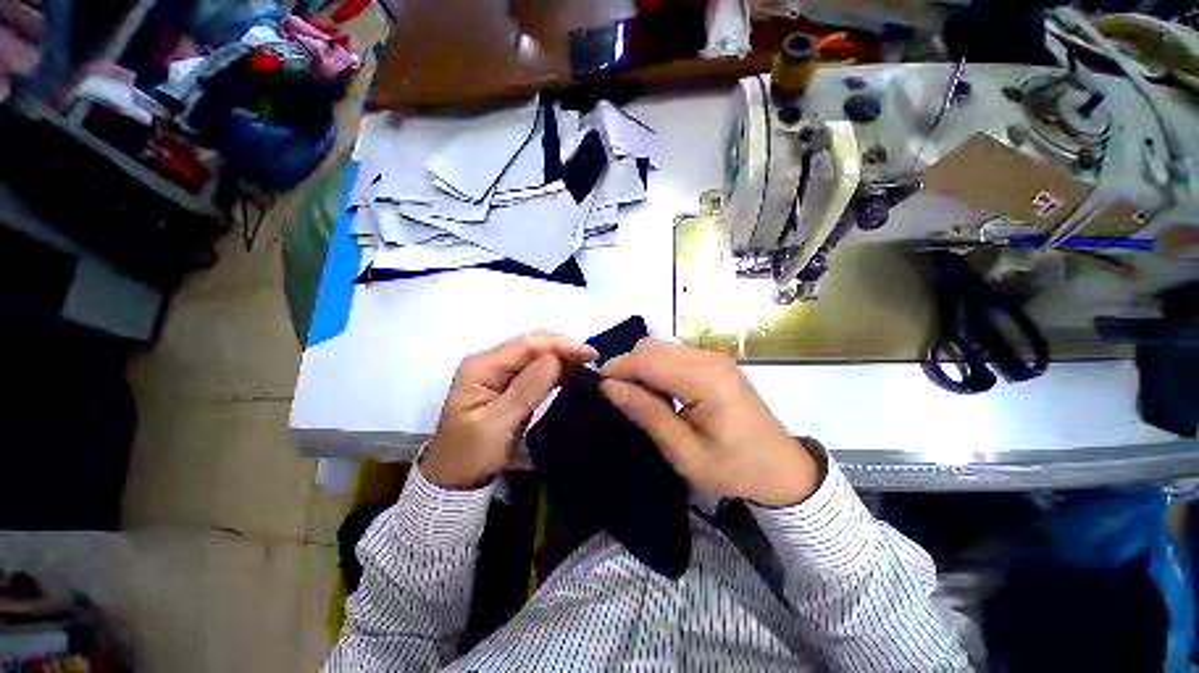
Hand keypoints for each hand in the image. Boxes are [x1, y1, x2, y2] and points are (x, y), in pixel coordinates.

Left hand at [421, 331, 597, 488]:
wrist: (455, 479)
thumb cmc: (471, 454)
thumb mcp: (498, 424)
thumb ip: (526, 389)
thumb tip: (555, 358)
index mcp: (481, 366)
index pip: (526, 344)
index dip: (559, 345)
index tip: (589, 354)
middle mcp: (489, 361)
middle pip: (532, 344)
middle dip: (562, 348)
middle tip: (591, 361)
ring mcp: (498, 371)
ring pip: (536, 355)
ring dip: (561, 358)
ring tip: (586, 367)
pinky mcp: (507, 383)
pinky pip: (535, 369)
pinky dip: (555, 369)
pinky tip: (572, 374)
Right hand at [599, 339, 818, 506]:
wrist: (782, 471)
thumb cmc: (733, 468)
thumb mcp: (684, 451)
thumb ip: (646, 412)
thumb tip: (608, 386)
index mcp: (705, 379)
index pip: (647, 359)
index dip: (617, 368)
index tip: (598, 387)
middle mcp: (710, 358)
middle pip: (653, 347)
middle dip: (628, 366)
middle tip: (619, 397)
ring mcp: (715, 357)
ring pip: (662, 347)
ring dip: (642, 366)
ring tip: (638, 397)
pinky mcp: (716, 363)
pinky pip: (675, 354)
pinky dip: (658, 367)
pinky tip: (659, 391)